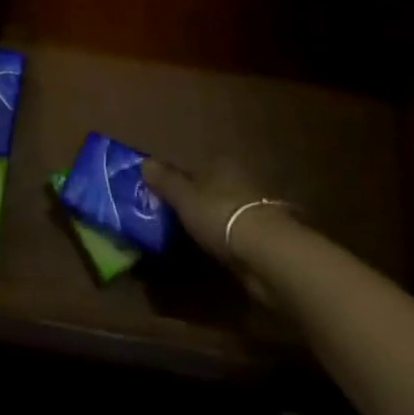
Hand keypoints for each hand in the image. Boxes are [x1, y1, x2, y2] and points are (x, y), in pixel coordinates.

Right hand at [142, 157, 297, 294]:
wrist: (267, 252)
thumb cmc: (219, 215)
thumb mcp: (183, 196)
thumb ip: (165, 180)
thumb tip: (144, 162)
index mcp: (222, 164)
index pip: (197, 169)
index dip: (182, 182)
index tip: (168, 199)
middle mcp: (243, 179)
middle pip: (215, 188)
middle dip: (201, 202)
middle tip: (180, 220)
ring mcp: (259, 207)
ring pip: (229, 210)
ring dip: (218, 222)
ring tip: (198, 239)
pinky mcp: (269, 235)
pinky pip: (241, 233)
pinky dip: (231, 240)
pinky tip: (221, 252)